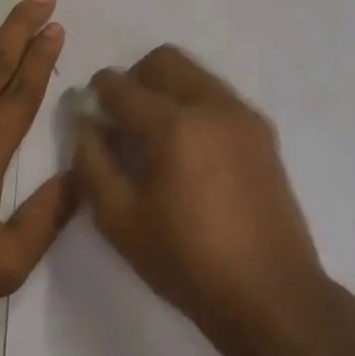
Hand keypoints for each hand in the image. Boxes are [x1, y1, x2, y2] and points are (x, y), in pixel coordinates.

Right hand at [73, 46, 325, 346]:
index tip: (89, 110)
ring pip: (194, 74)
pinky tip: (189, 151)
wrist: (270, 294)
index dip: (98, 92)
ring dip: (166, 89)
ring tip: (157, 137)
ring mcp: (243, 116)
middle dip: (135, 79)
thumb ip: (92, 160)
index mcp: (174, 125)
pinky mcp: (263, 132)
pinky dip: (194, 105)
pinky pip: (218, 97)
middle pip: (164, 61)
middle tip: (122, 119)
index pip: (122, 86)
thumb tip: (84, 120)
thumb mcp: (119, 218)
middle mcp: (212, 105)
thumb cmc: (186, 260)